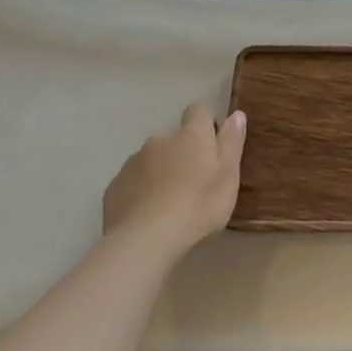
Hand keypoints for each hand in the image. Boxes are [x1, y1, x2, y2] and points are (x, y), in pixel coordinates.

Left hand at [102, 104, 246, 259]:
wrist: (145, 240)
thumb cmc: (198, 206)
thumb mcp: (228, 176)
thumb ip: (232, 143)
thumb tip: (236, 114)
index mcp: (191, 135)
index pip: (199, 111)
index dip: (206, 124)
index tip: (213, 146)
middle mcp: (160, 140)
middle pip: (174, 139)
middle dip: (183, 153)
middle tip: (194, 184)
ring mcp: (133, 162)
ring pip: (152, 160)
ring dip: (161, 172)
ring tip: (169, 203)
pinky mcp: (115, 186)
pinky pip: (133, 181)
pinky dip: (141, 191)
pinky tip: (148, 215)